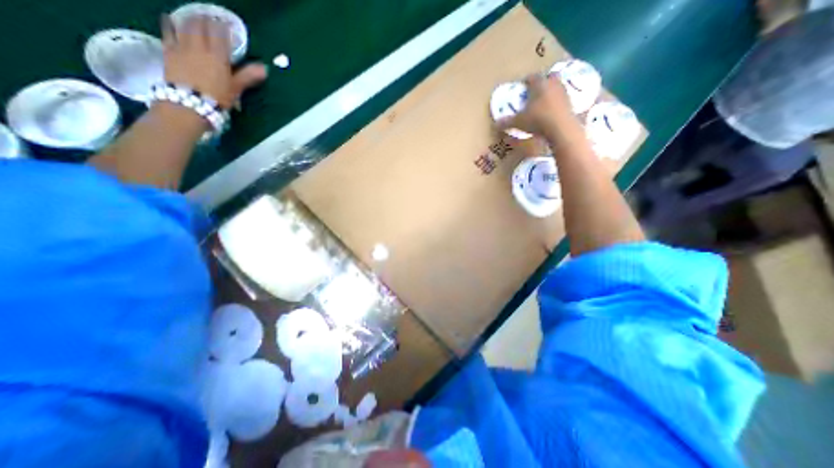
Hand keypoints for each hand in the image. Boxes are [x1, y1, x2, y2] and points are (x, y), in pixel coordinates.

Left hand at [159, 12, 267, 109]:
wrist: (189, 103)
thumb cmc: (217, 98)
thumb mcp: (236, 88)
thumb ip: (248, 76)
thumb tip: (264, 68)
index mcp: (218, 56)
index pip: (220, 34)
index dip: (224, 27)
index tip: (227, 23)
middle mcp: (199, 46)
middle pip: (201, 26)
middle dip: (207, 19)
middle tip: (211, 17)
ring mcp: (182, 46)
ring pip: (185, 25)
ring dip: (190, 18)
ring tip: (195, 17)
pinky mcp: (168, 50)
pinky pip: (168, 31)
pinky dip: (170, 23)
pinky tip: (170, 20)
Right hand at [498, 73, 577, 137]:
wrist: (561, 128)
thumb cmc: (538, 120)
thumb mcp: (518, 122)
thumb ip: (506, 122)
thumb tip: (495, 124)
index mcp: (539, 84)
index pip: (531, 77)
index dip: (525, 81)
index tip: (521, 87)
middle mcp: (553, 84)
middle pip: (548, 77)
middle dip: (542, 83)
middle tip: (534, 92)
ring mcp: (564, 92)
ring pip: (556, 87)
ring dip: (550, 92)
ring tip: (543, 102)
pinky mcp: (571, 103)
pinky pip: (562, 99)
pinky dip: (556, 103)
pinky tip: (551, 112)